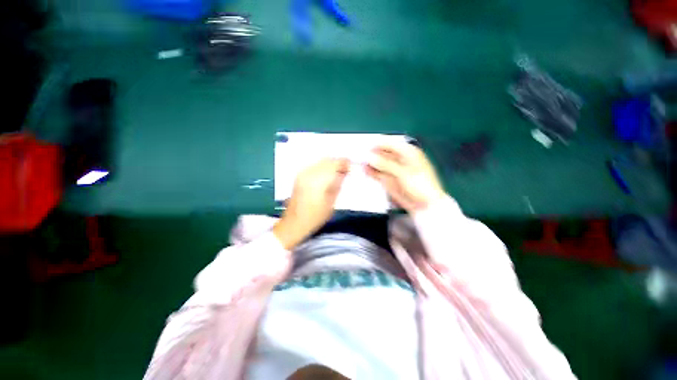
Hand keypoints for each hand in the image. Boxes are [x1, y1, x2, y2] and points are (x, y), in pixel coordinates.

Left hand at [273, 158, 349, 249]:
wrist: (295, 222)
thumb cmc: (316, 216)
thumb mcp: (332, 202)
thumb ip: (338, 184)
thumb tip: (344, 173)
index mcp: (319, 180)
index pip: (335, 164)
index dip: (344, 163)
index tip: (351, 167)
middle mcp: (310, 173)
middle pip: (327, 160)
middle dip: (338, 162)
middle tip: (345, 170)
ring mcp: (303, 173)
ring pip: (320, 162)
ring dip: (330, 164)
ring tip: (337, 173)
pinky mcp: (299, 175)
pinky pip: (314, 166)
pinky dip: (322, 167)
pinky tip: (326, 175)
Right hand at [366, 142, 446, 213]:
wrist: (424, 205)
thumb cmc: (421, 185)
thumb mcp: (404, 173)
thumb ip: (386, 164)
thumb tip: (369, 157)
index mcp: (407, 151)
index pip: (389, 143)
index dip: (377, 144)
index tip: (364, 146)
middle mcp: (398, 158)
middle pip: (381, 152)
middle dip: (370, 153)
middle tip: (358, 155)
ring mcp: (391, 169)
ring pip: (377, 163)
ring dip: (369, 163)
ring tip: (358, 163)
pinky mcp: (387, 179)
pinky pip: (376, 173)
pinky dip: (370, 172)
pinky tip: (364, 171)